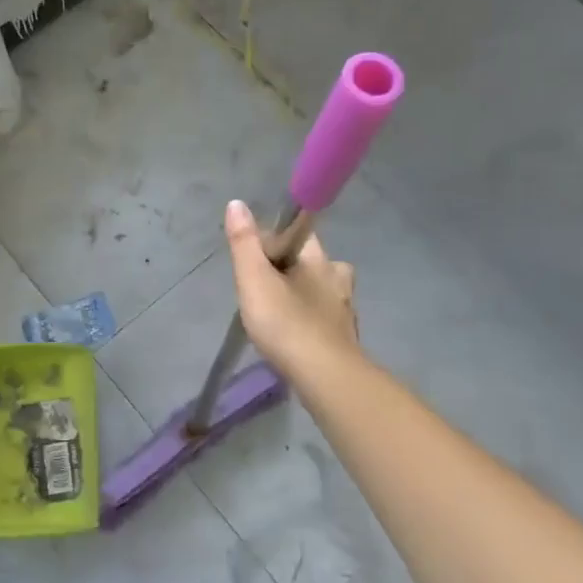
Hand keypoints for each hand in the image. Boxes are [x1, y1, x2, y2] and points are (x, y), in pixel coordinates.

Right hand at [225, 199, 358, 372]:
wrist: (325, 378)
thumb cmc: (287, 323)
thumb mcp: (254, 280)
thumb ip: (244, 243)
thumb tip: (236, 204)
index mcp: (319, 259)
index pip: (299, 233)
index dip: (275, 240)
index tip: (254, 260)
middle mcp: (338, 278)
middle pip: (312, 262)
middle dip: (290, 269)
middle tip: (262, 289)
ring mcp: (345, 309)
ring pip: (321, 291)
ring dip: (302, 296)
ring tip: (277, 314)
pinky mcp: (346, 338)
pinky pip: (325, 319)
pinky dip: (311, 322)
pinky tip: (296, 337)